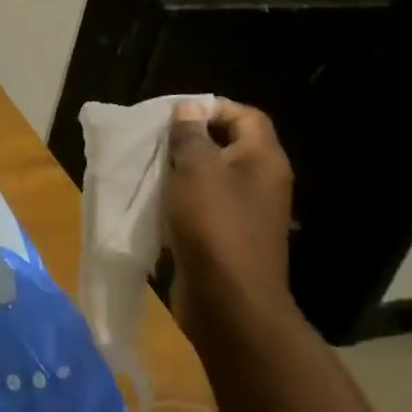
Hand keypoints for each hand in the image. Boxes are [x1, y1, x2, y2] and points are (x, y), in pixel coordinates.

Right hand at [164, 99, 296, 344]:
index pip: (245, 116)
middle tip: (155, 141)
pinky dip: (179, 202)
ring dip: (180, 173)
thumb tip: (188, 109)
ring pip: (211, 178)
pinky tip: (154, 205)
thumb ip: (190, 135)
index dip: (212, 108)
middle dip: (189, 140)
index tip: (174, 115)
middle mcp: (260, 183)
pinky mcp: (227, 239)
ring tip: (149, 170)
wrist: (229, 303)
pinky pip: (203, 208)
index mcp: (263, 161)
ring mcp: (246, 214)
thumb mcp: (196, 169)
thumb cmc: (214, 225)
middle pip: (227, 145)